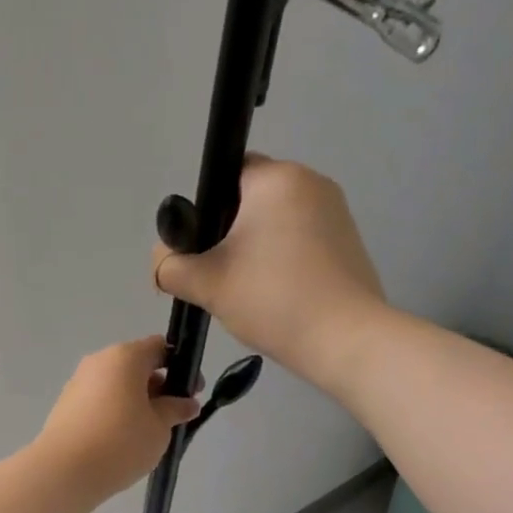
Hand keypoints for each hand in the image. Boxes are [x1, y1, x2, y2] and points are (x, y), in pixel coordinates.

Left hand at [33, 336, 200, 508]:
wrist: (64, 471)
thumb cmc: (121, 442)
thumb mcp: (159, 427)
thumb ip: (175, 410)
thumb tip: (188, 403)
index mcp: (125, 357)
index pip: (159, 347)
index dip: (180, 366)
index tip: (192, 391)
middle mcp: (99, 361)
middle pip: (136, 365)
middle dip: (158, 386)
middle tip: (173, 415)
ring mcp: (79, 382)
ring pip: (117, 384)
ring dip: (136, 400)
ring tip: (149, 432)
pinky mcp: (66, 404)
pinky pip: (100, 399)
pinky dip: (115, 411)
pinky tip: (123, 439)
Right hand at [152, 156, 385, 388]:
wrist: (345, 340)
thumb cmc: (272, 298)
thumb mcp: (206, 283)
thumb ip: (170, 266)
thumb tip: (162, 263)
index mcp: (277, 178)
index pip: (227, 172)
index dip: (207, 207)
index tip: (204, 246)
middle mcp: (312, 182)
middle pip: (252, 198)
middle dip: (231, 232)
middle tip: (220, 274)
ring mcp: (337, 211)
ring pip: (277, 221)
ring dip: (258, 248)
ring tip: (249, 290)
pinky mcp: (350, 240)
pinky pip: (302, 239)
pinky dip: (285, 259)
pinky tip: (279, 294)